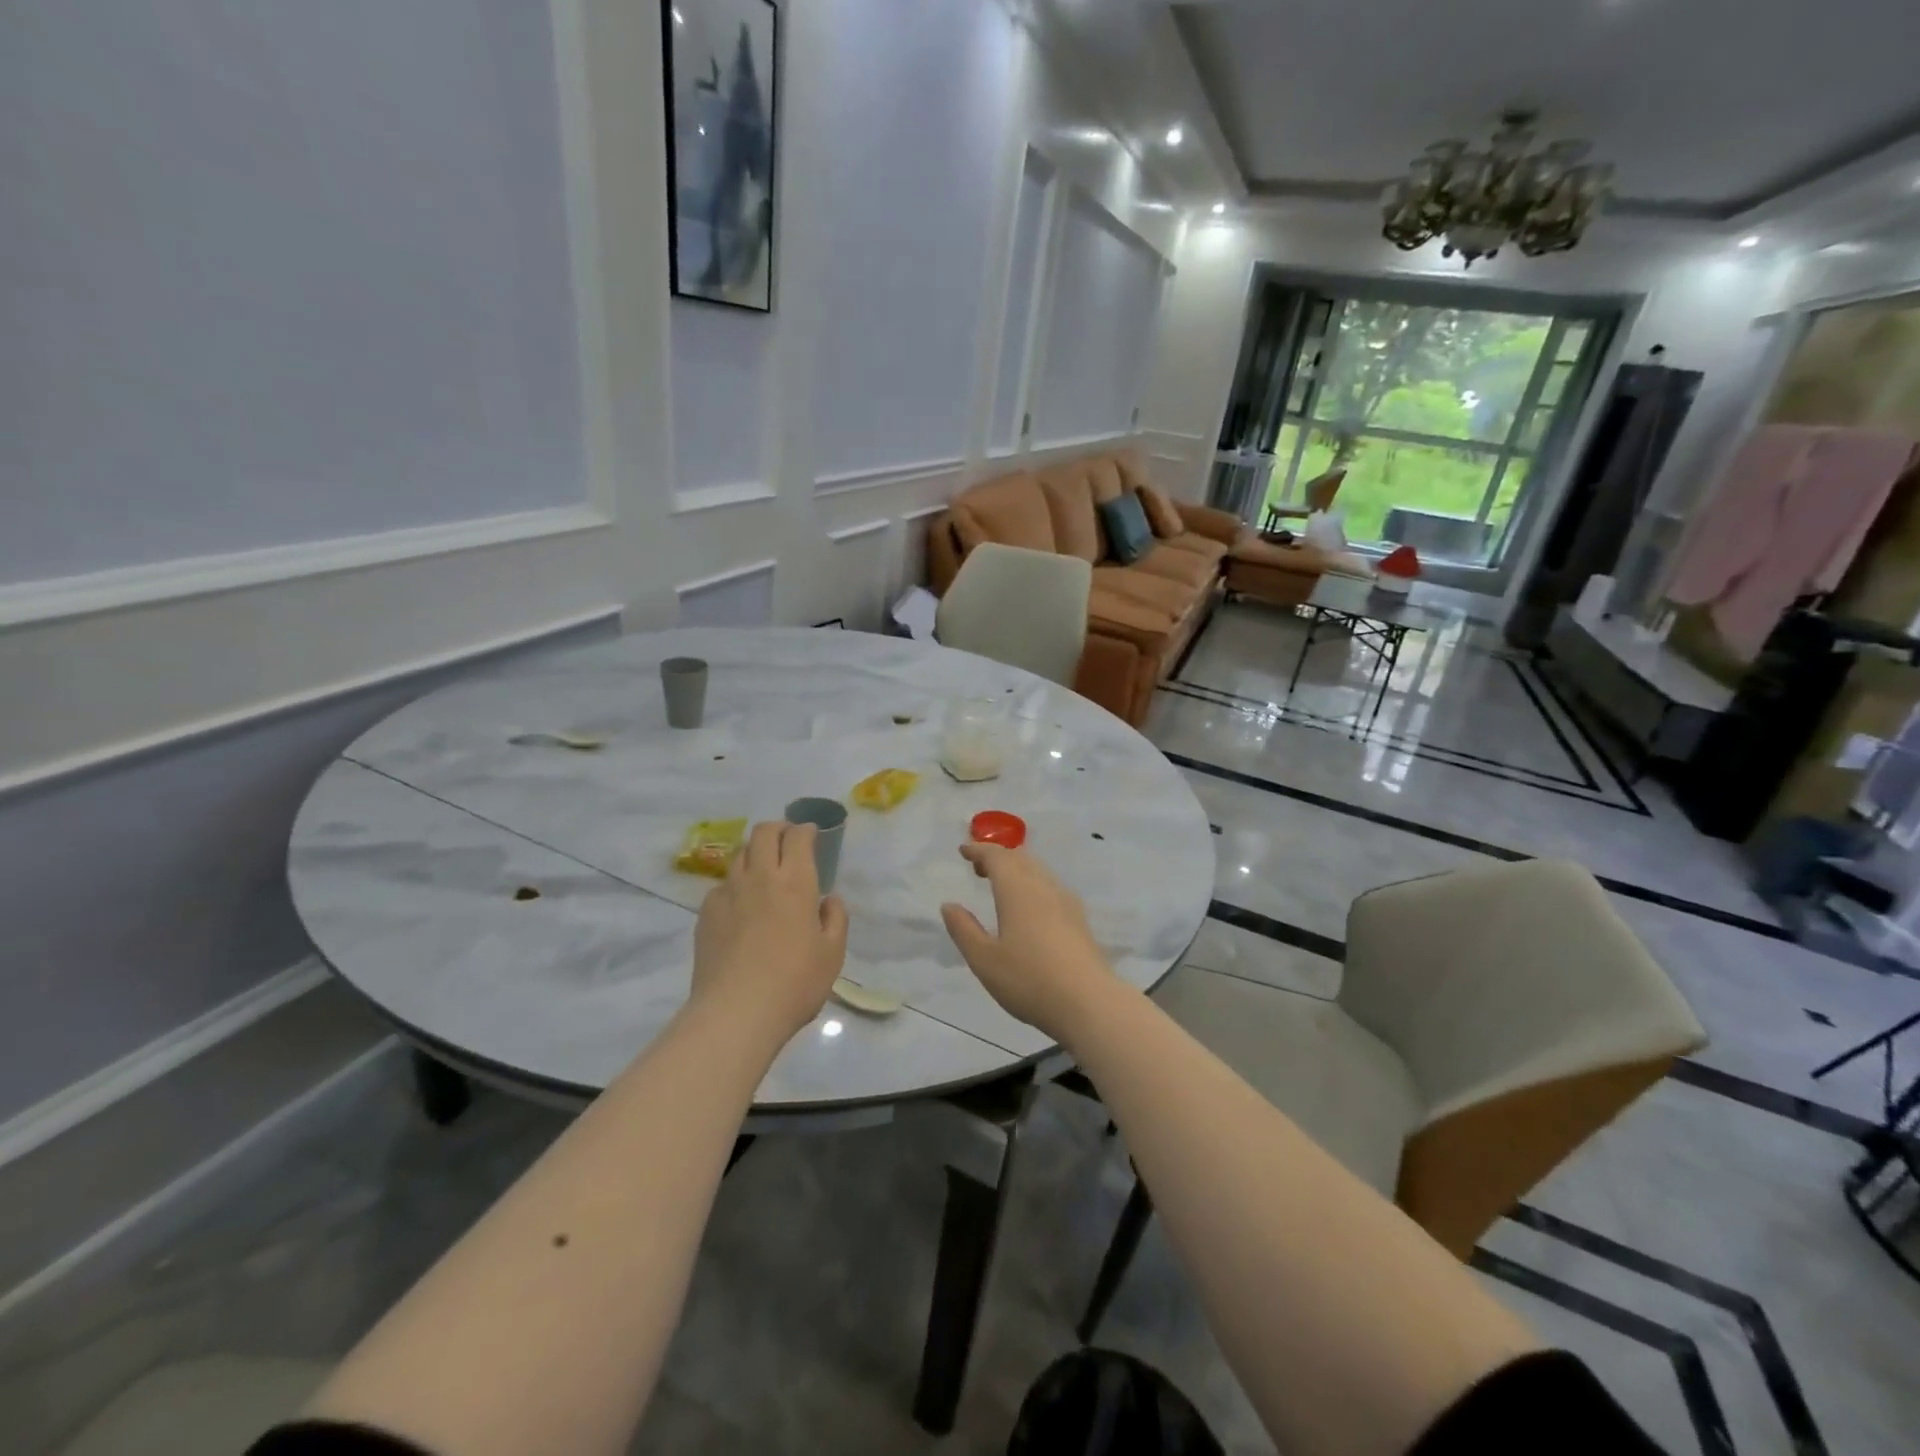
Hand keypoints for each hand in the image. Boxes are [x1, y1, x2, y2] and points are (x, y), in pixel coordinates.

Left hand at [692, 822, 848, 1044]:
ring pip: (740, 855)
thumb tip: (828, 899)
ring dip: (755, 853)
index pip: (797, 837)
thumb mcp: (832, 954)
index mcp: (795, 882)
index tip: (811, 833)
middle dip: (777, 828)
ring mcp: (728, 894)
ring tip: (764, 869)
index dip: (805, 829)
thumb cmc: (794, 983)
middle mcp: (760, 878)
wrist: (736, 1012)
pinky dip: (735, 885)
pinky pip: (722, 886)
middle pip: (763, 833)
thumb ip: (835, 919)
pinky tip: (741, 905)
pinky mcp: (706, 914)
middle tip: (787, 839)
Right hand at [940, 844, 1114, 1040]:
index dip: (979, 850)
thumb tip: (949, 905)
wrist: (1089, 1003)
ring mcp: (1066, 902)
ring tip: (1001, 885)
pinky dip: (1033, 883)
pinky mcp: (1079, 919)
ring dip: (1017, 869)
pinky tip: (1030, 907)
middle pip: (1020, 858)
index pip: (997, 857)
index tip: (963, 850)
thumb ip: (964, 930)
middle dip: (998, 856)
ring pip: (1038, 871)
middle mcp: (1043, 887)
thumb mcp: (985, 960)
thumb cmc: (1029, 980)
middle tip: (979, 867)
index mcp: (1017, 890)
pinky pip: (1050, 887)